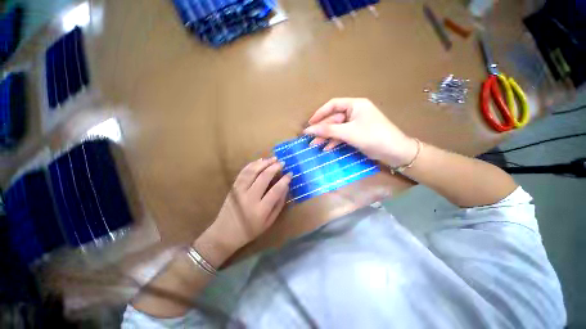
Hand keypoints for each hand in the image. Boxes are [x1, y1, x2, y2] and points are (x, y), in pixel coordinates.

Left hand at [201, 158, 291, 260]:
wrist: (226, 232)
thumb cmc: (250, 231)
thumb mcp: (268, 223)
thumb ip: (278, 206)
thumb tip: (285, 189)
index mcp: (261, 210)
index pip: (275, 191)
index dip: (284, 181)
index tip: (290, 174)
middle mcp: (250, 198)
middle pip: (263, 178)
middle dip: (274, 168)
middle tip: (282, 163)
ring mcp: (240, 191)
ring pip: (252, 172)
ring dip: (263, 163)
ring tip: (273, 158)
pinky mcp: (233, 188)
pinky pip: (243, 173)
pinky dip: (252, 165)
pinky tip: (259, 161)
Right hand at [304, 98, 417, 167]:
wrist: (395, 151)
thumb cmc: (373, 136)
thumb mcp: (349, 133)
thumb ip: (328, 131)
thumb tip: (307, 130)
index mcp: (356, 104)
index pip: (333, 104)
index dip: (320, 113)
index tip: (309, 124)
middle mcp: (357, 111)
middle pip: (335, 117)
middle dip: (323, 128)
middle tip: (310, 139)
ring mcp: (359, 123)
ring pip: (339, 128)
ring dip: (328, 136)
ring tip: (315, 146)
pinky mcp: (361, 134)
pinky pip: (345, 135)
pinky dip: (337, 141)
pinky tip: (328, 148)